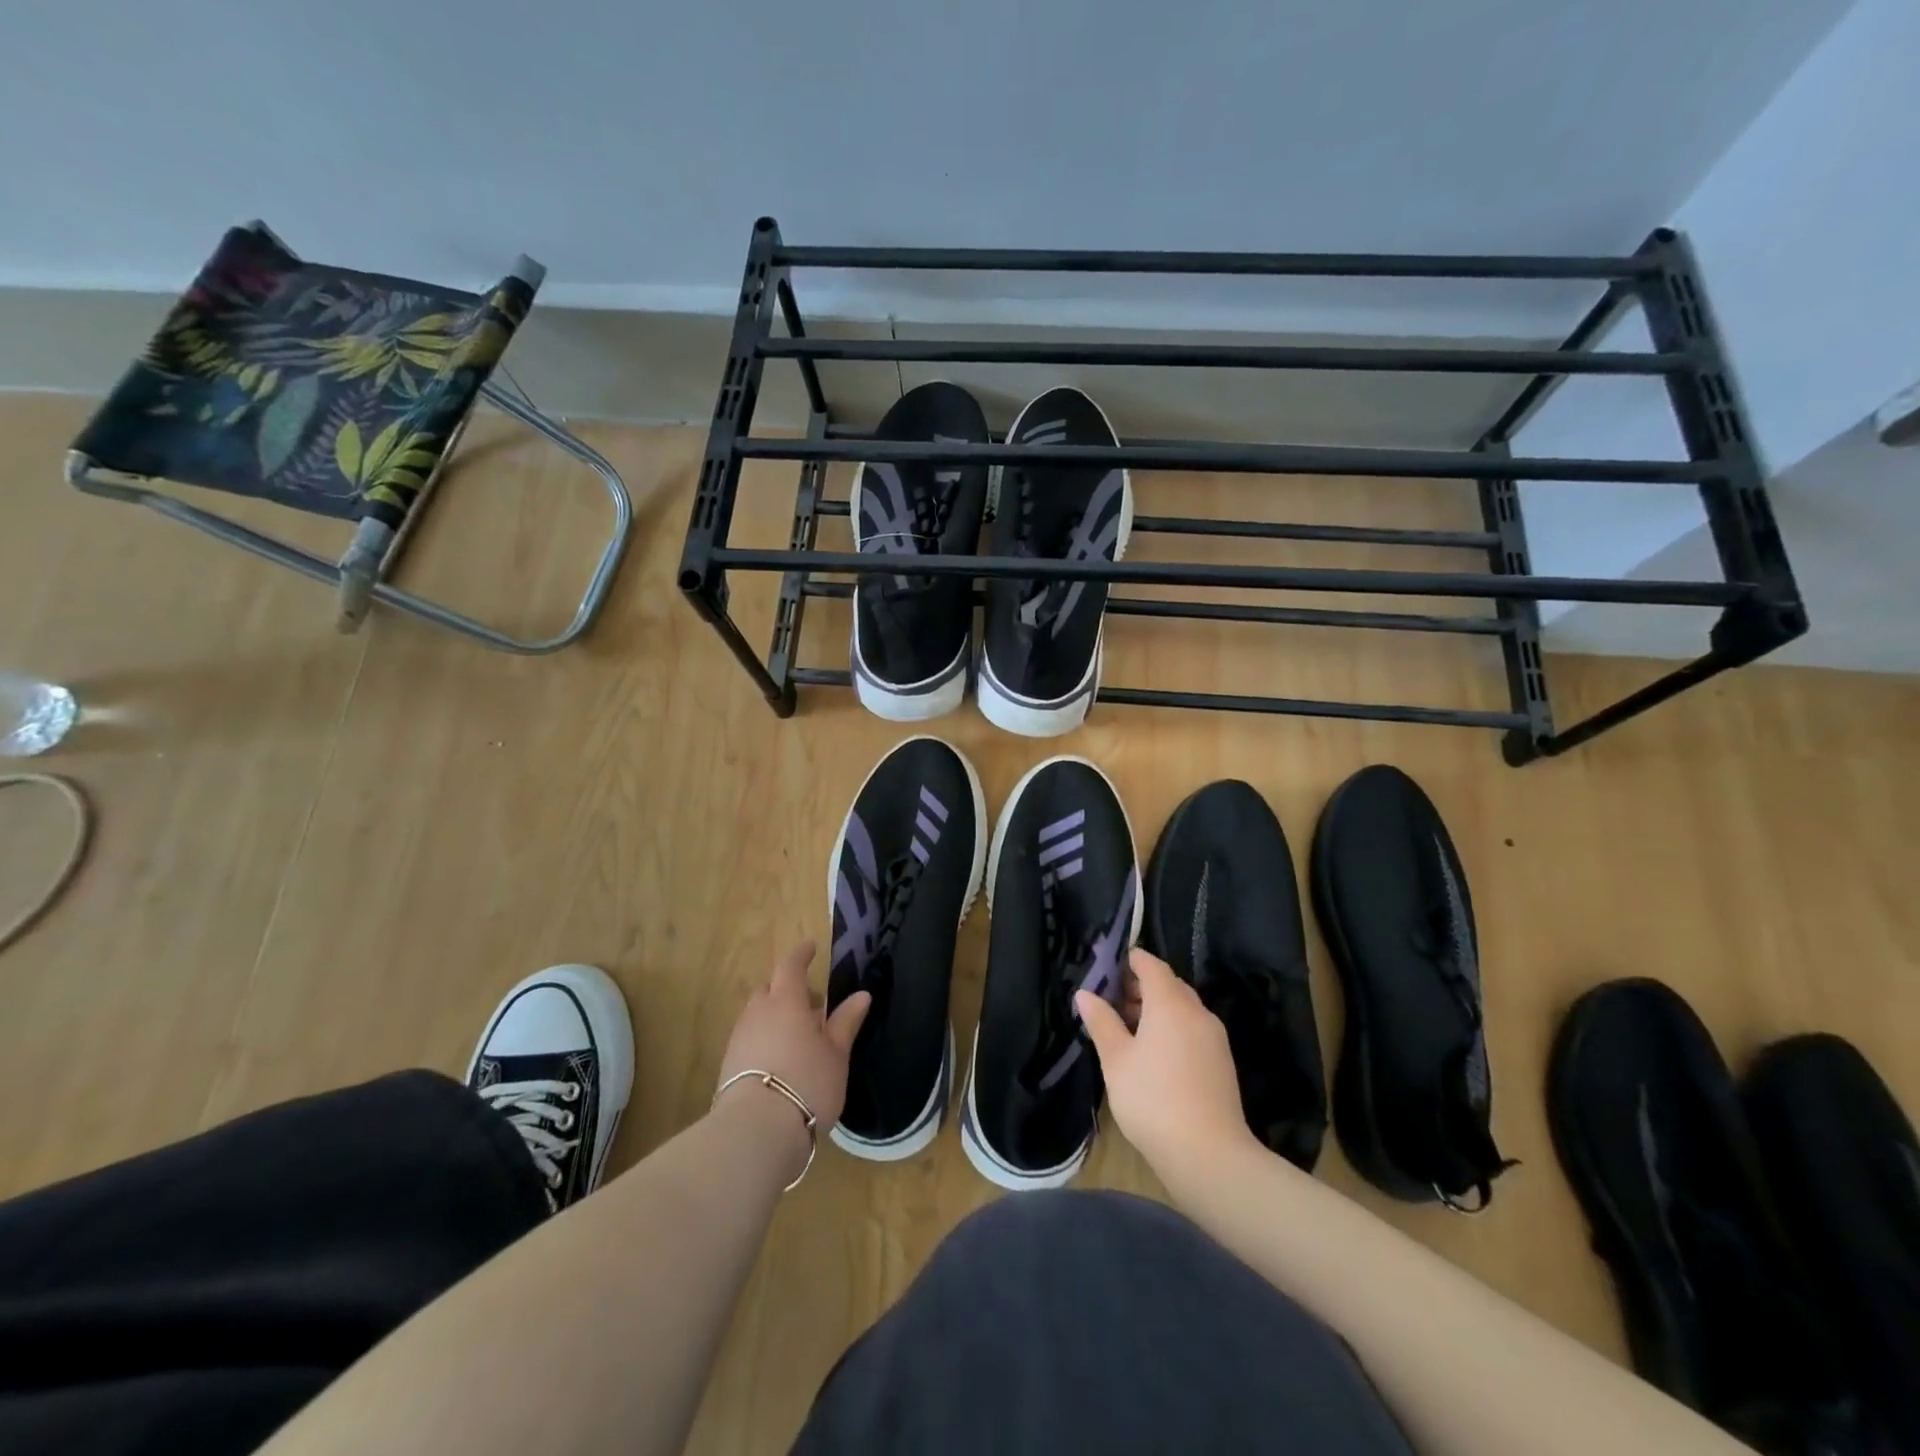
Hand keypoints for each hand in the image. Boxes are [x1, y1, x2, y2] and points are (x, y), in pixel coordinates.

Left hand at [716, 942, 869, 1136]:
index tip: (810, 948)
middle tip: (811, 1005)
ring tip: (798, 1037)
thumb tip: (862, 995)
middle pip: (770, 989)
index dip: (801, 955)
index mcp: (786, 1001)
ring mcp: (739, 1038)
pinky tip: (780, 1060)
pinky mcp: (728, 1065)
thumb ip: (845, 1022)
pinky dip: (765, 1038)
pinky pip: (749, 1038)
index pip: (790, 966)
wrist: (755, 1131)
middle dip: (788, 989)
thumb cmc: (807, 1083)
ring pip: (758, 1014)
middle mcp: (758, 1012)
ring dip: (776, 1016)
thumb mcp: (836, 1054)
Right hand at [1077, 948, 1253, 1176]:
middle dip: (1141, 986)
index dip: (1130, 961)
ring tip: (1127, 1029)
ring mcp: (1214, 1037)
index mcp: (1170, 1003)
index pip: (1151, 965)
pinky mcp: (1221, 1061)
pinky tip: (1153, 1053)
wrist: (1209, 1154)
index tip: (1108, 967)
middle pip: (1168, 984)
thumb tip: (1085, 993)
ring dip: (1156, 1009)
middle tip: (1111, 1000)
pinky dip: (1172, 1028)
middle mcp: (1196, 1011)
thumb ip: (1101, 1021)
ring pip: (1182, 1008)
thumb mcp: (1116, 1059)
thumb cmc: (1152, 1099)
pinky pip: (1193, 1028)